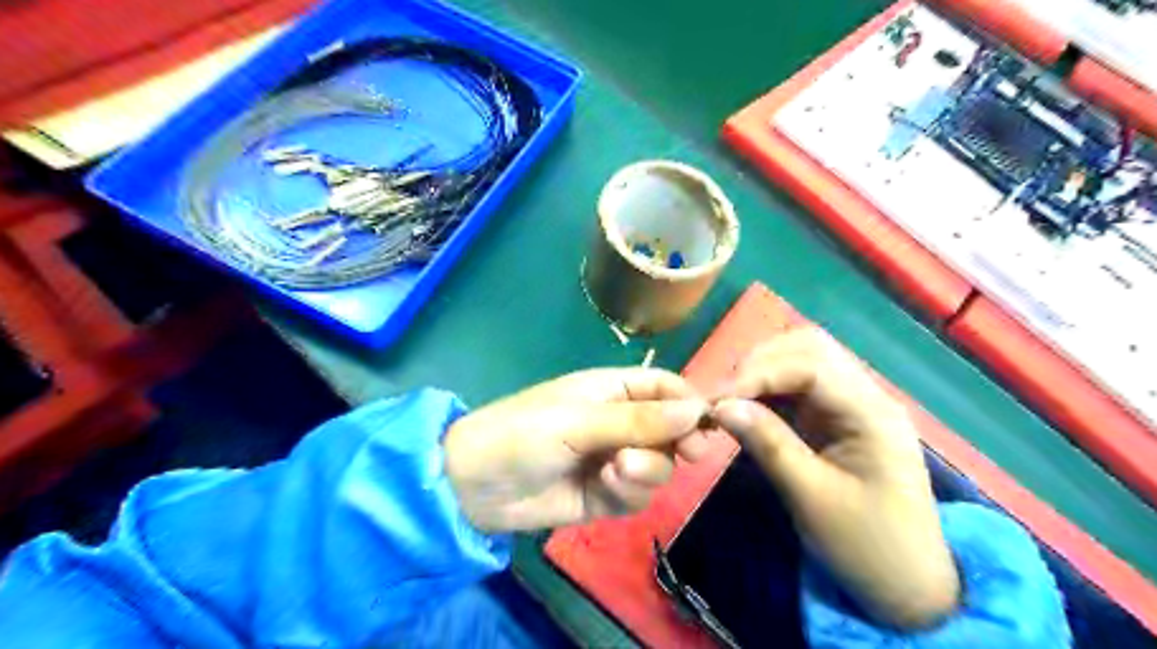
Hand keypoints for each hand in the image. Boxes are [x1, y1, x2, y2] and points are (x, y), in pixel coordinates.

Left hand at [444, 367, 709, 533]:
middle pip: (671, 430)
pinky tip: (604, 487)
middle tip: (685, 454)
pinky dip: (629, 493)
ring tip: (614, 470)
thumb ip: (639, 420)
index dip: (689, 402)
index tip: (708, 424)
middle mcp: (619, 423)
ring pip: (658, 466)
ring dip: (646, 470)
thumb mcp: (580, 420)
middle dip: (677, 442)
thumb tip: (697, 410)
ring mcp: (613, 460)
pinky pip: (637, 495)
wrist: (475, 486)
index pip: (665, 387)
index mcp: (612, 390)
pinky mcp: (604, 495)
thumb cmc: (524, 433)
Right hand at [715, 331, 957, 629]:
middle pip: (809, 348)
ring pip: (801, 360)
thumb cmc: (866, 545)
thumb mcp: (811, 498)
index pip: (810, 366)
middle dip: (760, 364)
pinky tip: (747, 409)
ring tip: (731, 401)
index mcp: (872, 413)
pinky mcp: (836, 417)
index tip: (716, 400)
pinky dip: (767, 391)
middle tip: (724, 398)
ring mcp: (851, 404)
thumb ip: (767, 443)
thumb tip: (720, 406)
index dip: (759, 374)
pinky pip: (797, 387)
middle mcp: (865, 396)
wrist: (907, 585)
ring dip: (762, 372)